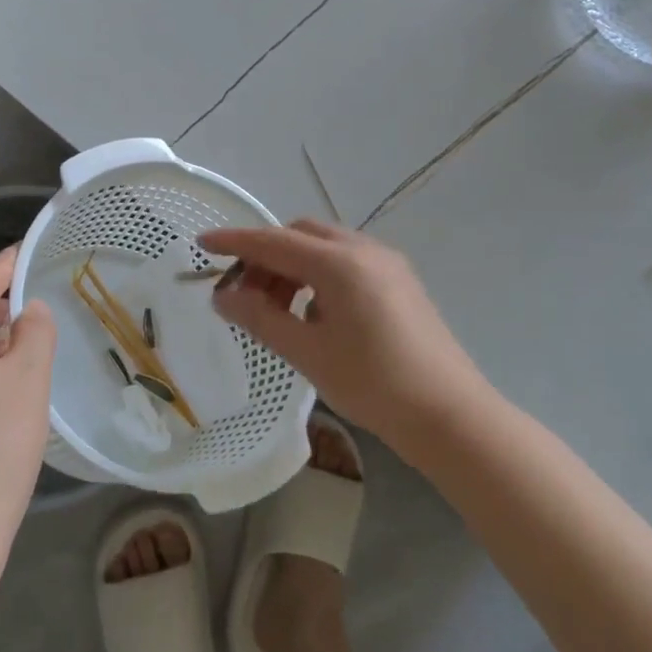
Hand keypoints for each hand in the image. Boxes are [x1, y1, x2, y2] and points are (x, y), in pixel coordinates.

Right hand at [201, 220, 478, 449]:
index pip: (273, 241)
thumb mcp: (307, 353)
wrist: (450, 415)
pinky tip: (315, 315)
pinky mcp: (400, 281)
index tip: (201, 244)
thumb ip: (260, 317)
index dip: (234, 242)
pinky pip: (347, 262)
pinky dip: (319, 276)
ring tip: (276, 310)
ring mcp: (387, 263)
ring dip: (292, 267)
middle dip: (265, 257)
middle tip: (243, 294)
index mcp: (339, 262)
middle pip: (299, 235)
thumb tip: (221, 296)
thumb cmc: (374, 384)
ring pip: (324, 247)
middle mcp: (364, 250)